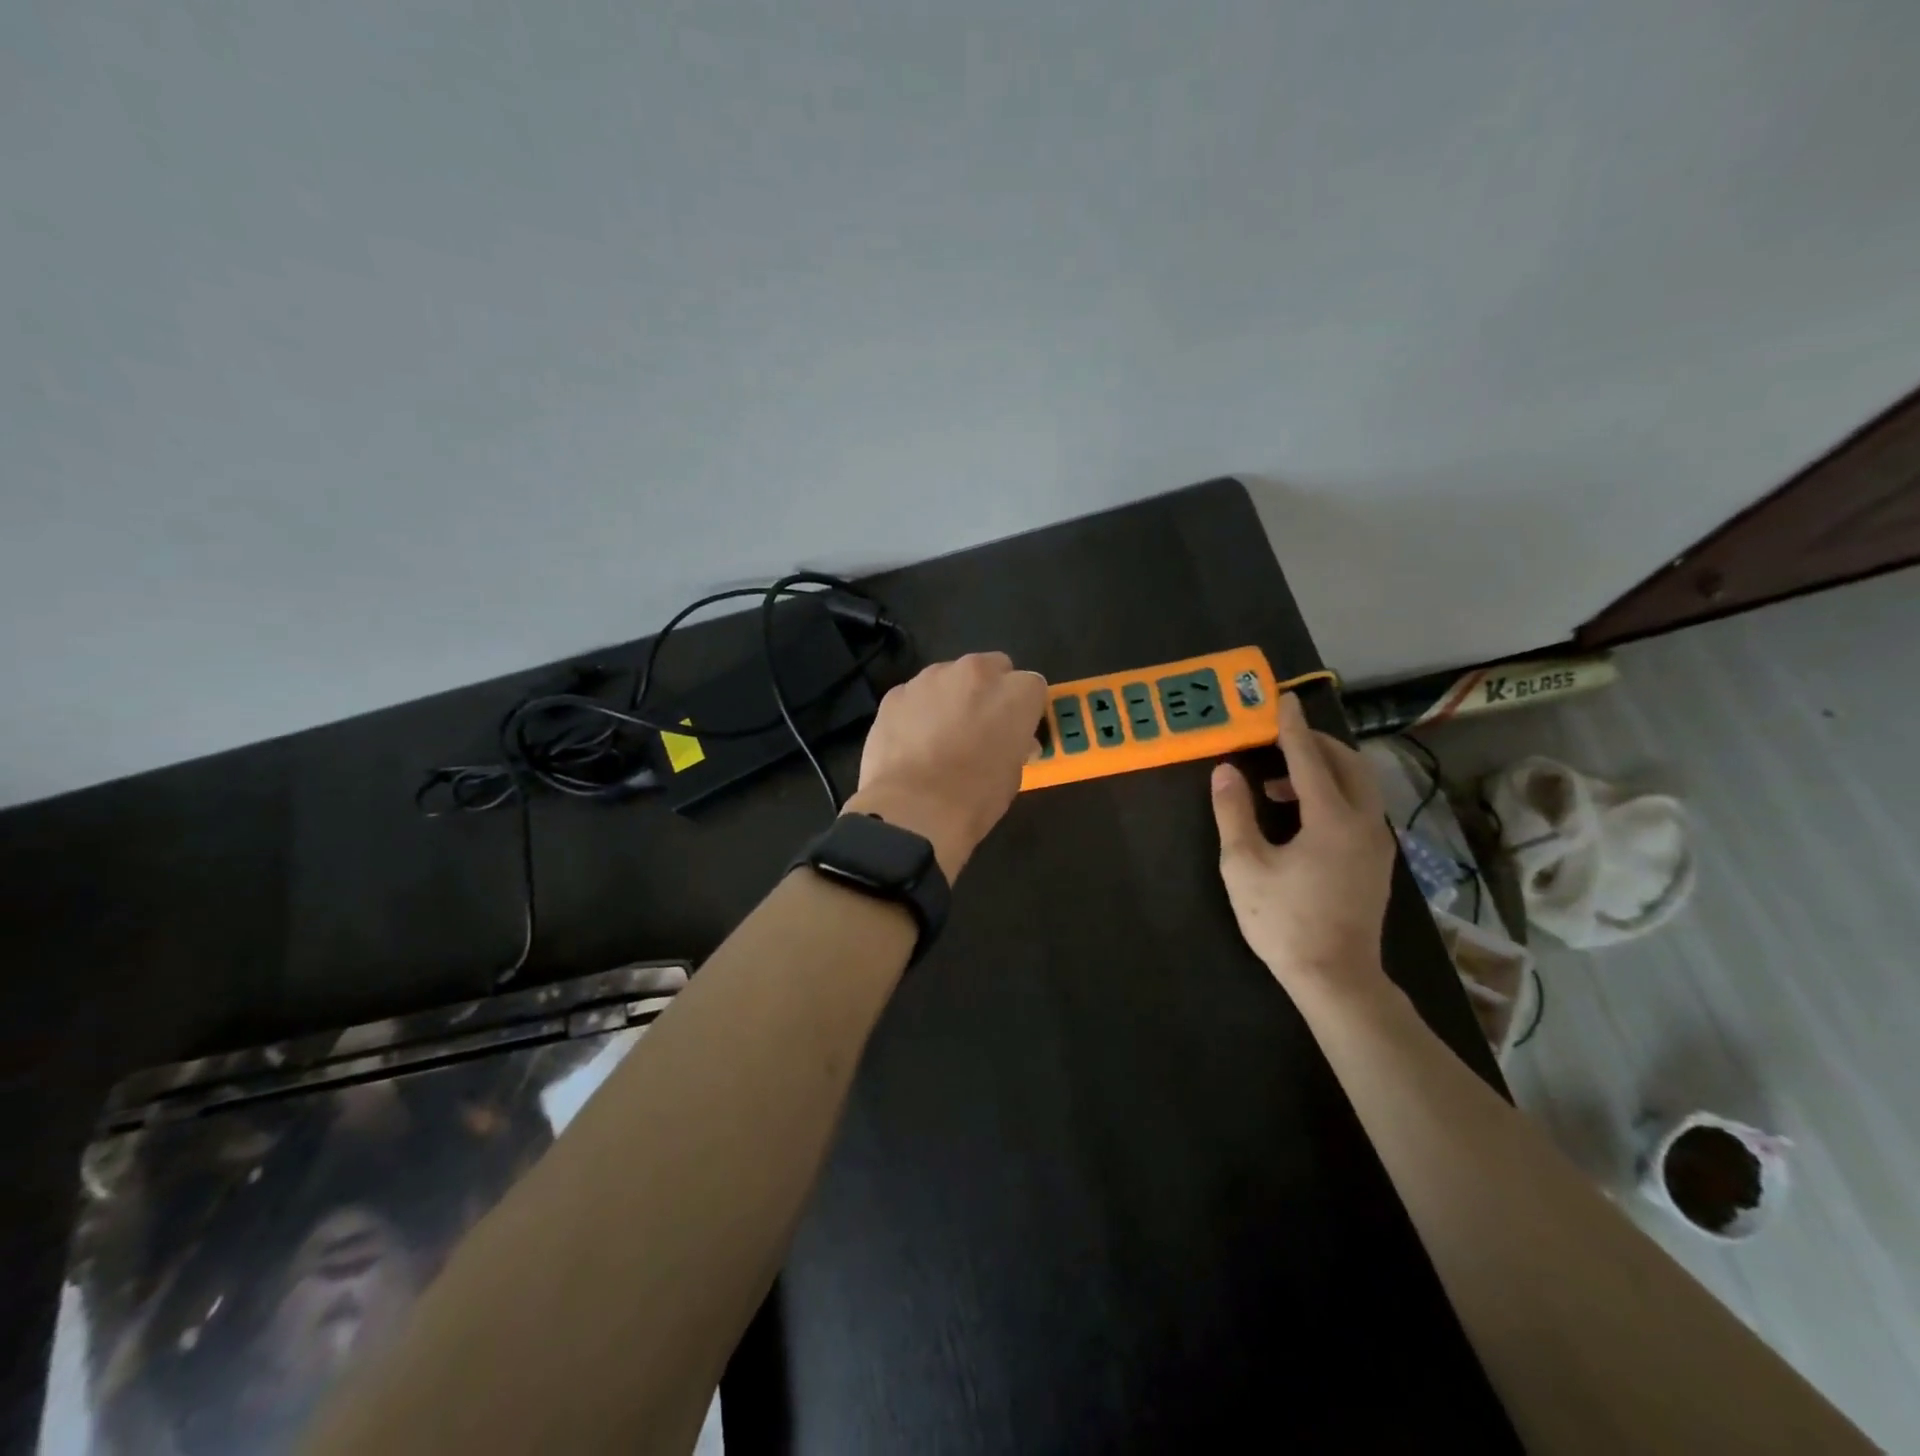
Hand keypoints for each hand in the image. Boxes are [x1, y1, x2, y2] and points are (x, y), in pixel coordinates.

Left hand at [844, 653, 1047, 880]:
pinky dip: (917, 711)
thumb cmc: (975, 798)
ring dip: (951, 697)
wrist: (912, 810)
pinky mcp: (896, 693)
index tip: (1015, 730)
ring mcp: (930, 678)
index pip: (1032, 686)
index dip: (1024, 709)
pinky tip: (911, 743)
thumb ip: (1015, 745)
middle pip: (991, 668)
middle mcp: (975, 672)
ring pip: (949, 677)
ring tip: (940, 736)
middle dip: (989, 692)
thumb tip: (1013, 742)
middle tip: (980, 727)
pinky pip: (915, 695)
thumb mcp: (1012, 775)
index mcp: (1015, 692)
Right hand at [1209, 693, 1396, 1001]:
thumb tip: (1226, 771)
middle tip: (1276, 740)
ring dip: (1321, 771)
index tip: (1282, 699)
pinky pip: (1359, 807)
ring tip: (1275, 786)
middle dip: (1313, 744)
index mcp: (1332, 819)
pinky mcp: (1377, 860)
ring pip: (1357, 785)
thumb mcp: (1244, 866)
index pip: (1309, 758)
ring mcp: (1377, 842)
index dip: (1291, 727)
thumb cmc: (1283, 921)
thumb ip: (1234, 813)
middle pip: (1347, 763)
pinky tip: (1299, 816)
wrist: (1336, 978)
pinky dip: (1332, 794)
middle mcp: (1364, 822)